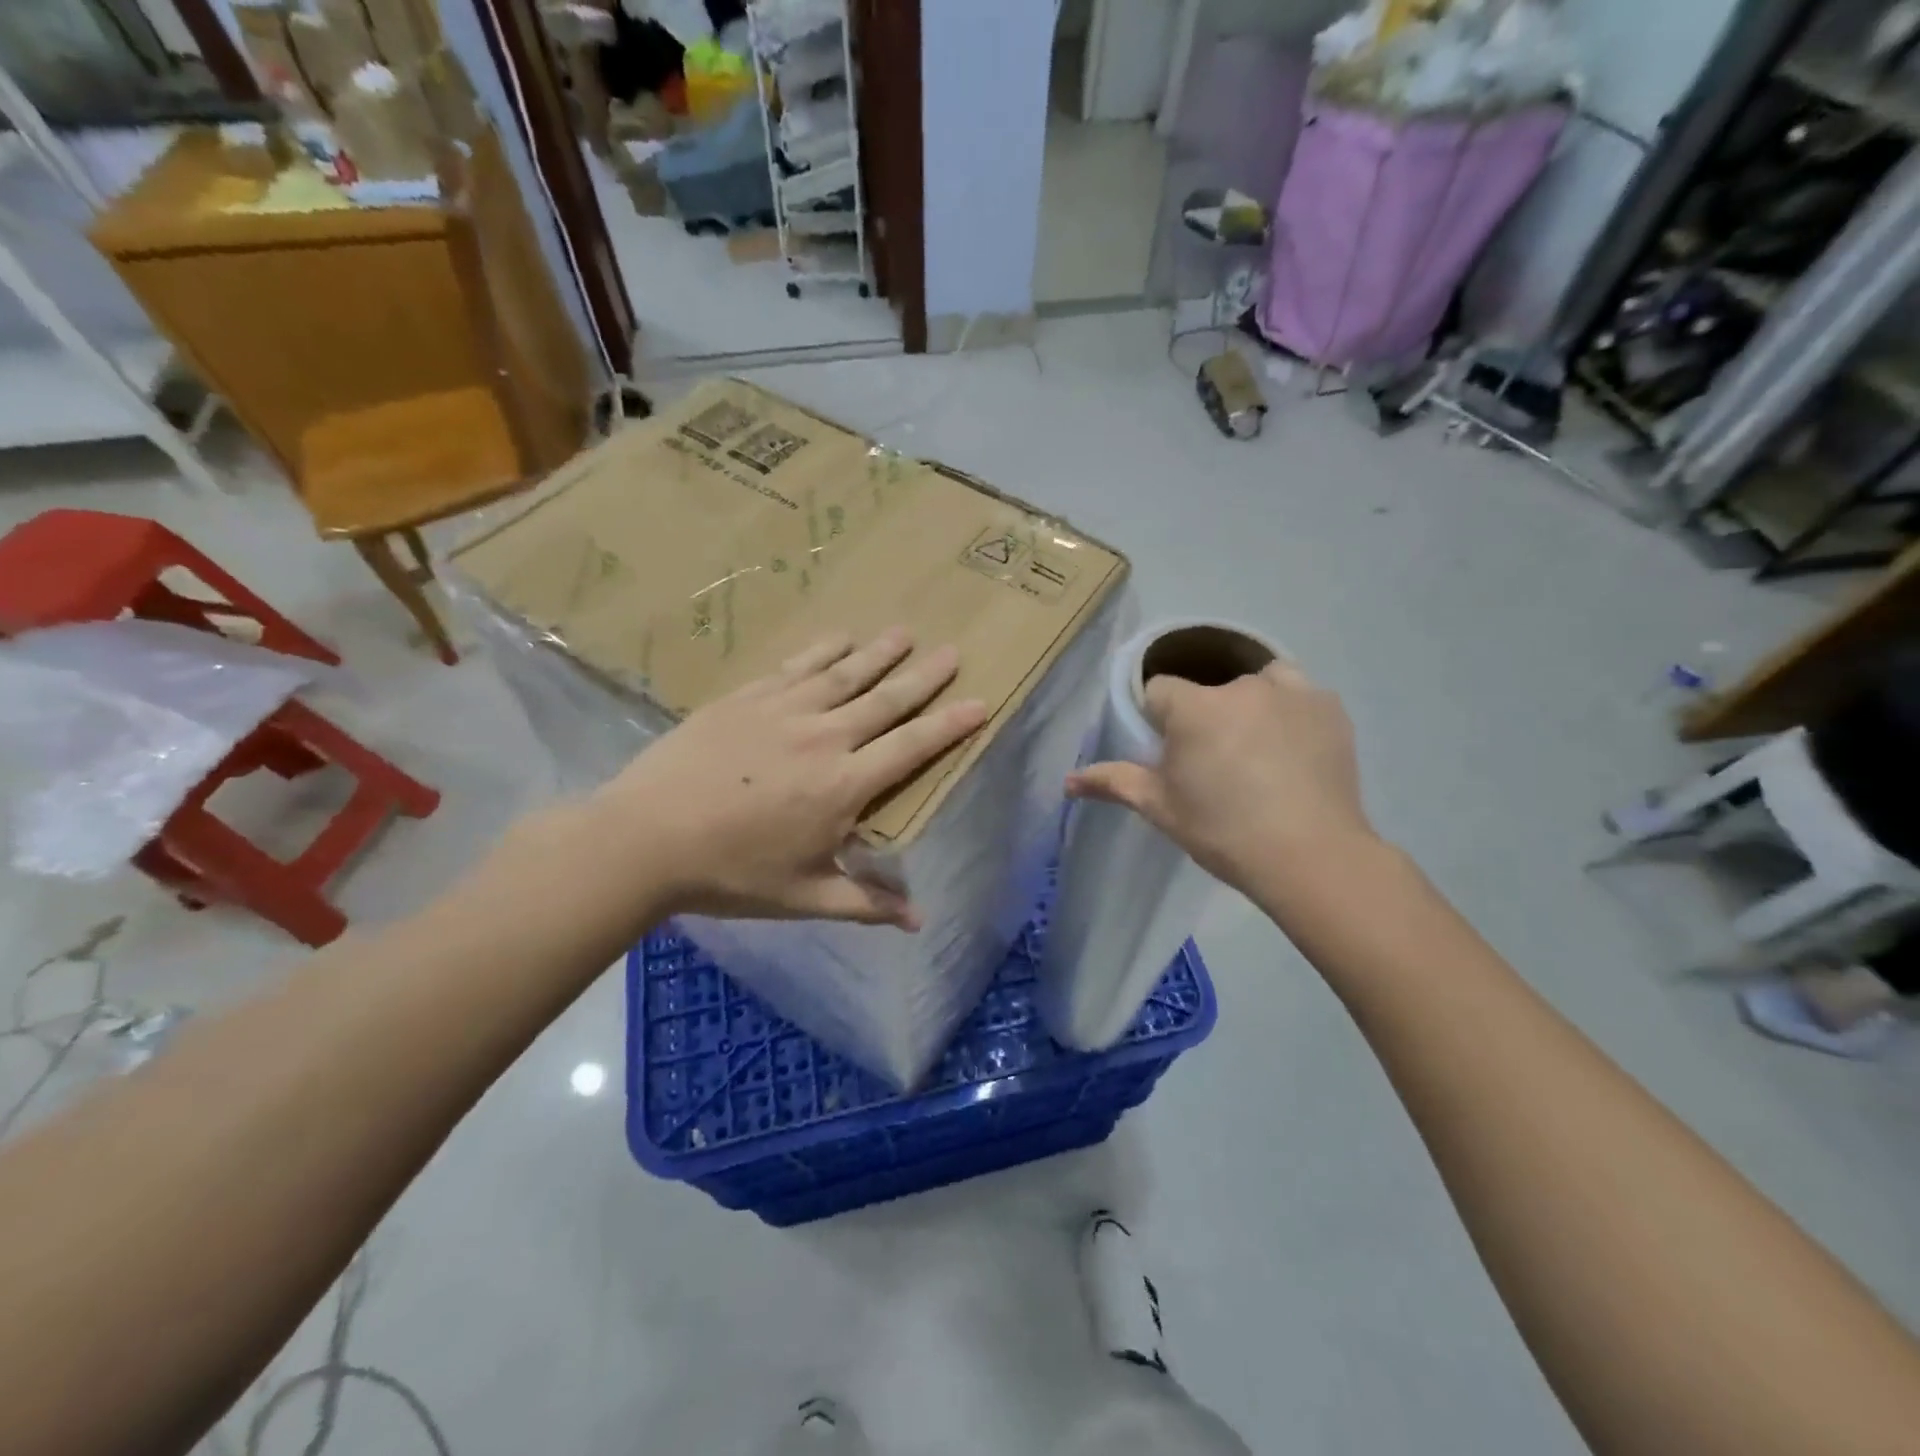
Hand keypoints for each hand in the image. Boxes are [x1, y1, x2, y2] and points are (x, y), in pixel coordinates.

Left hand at [595, 629, 987, 928]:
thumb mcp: (804, 896)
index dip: (949, 726)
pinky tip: (841, 637)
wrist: (646, 837)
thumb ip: (865, 902)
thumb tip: (918, 921)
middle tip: (953, 652)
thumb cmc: (731, 873)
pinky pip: (798, 667)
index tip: (980, 703)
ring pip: (845, 674)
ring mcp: (784, 711)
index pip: (911, 748)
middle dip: (924, 676)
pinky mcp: (748, 697)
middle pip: (886, 700)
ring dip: (879, 653)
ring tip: (905, 633)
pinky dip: (824, 650)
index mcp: (844, 786)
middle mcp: (824, 738)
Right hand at [1065, 660, 1372, 896]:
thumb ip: (1113, 783)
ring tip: (1257, 748)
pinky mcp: (1330, 706)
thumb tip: (1067, 781)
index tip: (1171, 753)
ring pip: (1257, 683)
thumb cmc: (1222, 831)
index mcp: (1193, 707)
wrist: (1310, 856)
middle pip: (1209, 689)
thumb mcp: (1160, 808)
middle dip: (1205, 716)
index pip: (1159, 691)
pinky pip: (1299, 694)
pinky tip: (1292, 749)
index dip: (1159, 720)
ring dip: (1251, 704)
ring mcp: (1291, 692)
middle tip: (1216, 763)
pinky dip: (1291, 711)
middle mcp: (1240, 686)